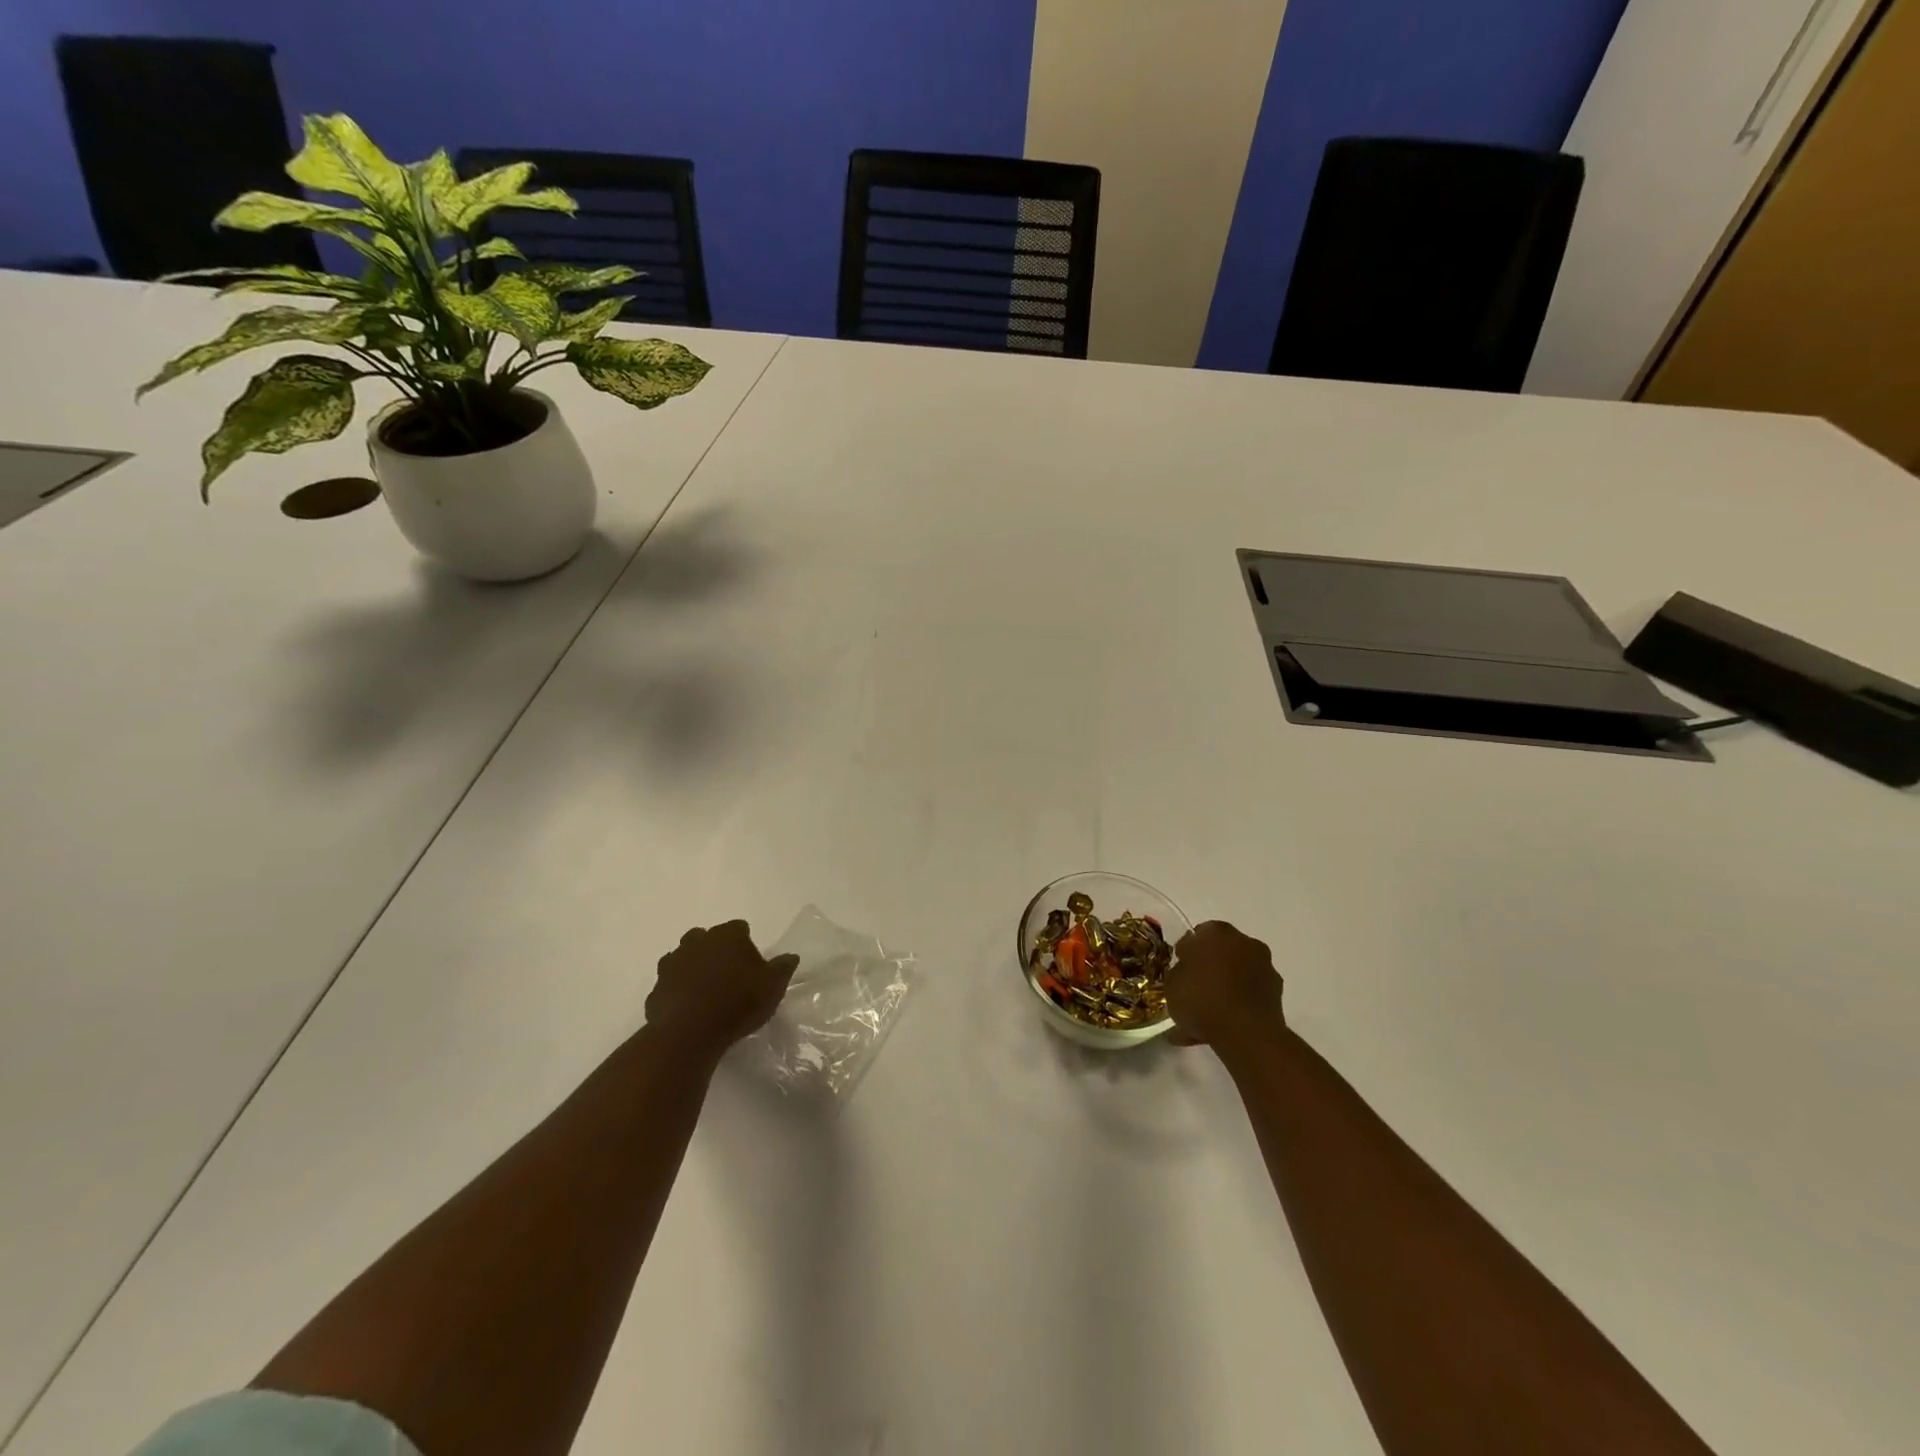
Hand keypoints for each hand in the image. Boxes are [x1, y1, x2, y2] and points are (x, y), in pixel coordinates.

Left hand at [644, 920, 798, 1060]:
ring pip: (683, 958)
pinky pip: (669, 986)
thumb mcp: (773, 986)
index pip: (739, 928)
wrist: (689, 1033)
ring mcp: (672, 965)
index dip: (746, 943)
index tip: (752, 964)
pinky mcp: (656, 990)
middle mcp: (696, 942)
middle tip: (728, 975)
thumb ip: (782, 968)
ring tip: (706, 992)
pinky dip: (677, 992)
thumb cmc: (738, 1003)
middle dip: (715, 951)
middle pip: (706, 938)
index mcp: (727, 935)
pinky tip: (688, 1009)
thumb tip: (790, 957)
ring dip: (692, 969)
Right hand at [1166, 921, 1285, 1055]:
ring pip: (1235, 977)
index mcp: (1216, 931)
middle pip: (1220, 954)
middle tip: (1192, 992)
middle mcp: (1244, 942)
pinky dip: (1235, 1008)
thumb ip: (1177, 971)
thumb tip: (1186, 970)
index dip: (1185, 954)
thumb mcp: (1171, 984)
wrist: (1246, 1034)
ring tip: (1202, 1021)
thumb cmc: (1202, 999)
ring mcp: (1264, 967)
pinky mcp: (1276, 994)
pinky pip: (1247, 997)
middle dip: (1207, 971)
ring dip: (1222, 992)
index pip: (1196, 936)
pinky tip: (1218, 1030)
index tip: (1179, 971)